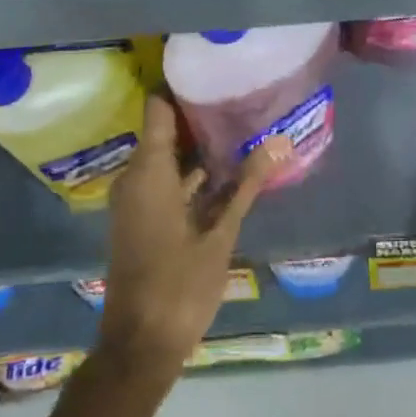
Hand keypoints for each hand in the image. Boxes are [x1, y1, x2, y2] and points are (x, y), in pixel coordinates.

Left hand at [97, 95, 286, 383]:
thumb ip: (246, 185)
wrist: (139, 346)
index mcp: (149, 172)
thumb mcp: (220, 234)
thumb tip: (278, 142)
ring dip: (200, 145)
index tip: (214, 70)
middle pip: (166, 129)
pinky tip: (227, 170)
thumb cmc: (179, 286)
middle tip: (242, 95)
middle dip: (201, 114)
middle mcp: (137, 178)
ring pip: (169, 157)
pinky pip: (167, 180)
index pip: (158, 108)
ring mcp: (138, 200)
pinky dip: (192, 172)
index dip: (181, 85)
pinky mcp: (144, 218)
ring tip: (242, 124)